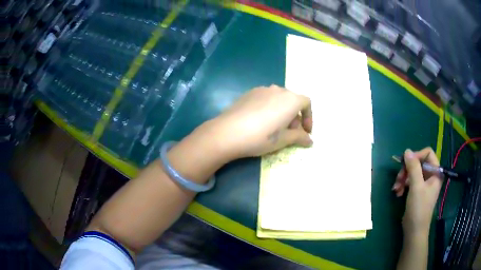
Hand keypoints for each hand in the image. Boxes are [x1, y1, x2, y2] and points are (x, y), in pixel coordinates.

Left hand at [205, 85, 312, 159]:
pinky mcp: (249, 93)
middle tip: (289, 134)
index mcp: (290, 99)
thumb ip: (300, 137)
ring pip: (278, 99)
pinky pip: (265, 99)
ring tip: (274, 128)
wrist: (228, 132)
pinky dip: (269, 108)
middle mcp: (278, 90)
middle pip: (292, 101)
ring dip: (282, 112)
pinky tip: (259, 122)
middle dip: (295, 117)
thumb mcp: (283, 140)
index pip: (307, 103)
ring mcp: (262, 89)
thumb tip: (310, 140)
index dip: (309, 117)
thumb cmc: (261, 137)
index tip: (305, 132)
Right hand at [392, 148, 442, 235]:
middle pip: (418, 163)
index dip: (417, 156)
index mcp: (435, 172)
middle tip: (398, 178)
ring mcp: (424, 183)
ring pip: (413, 172)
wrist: (414, 230)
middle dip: (407, 170)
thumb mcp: (416, 186)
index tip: (406, 163)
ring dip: (403, 178)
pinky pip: (410, 181)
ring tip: (396, 188)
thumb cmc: (419, 208)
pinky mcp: (417, 190)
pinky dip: (403, 185)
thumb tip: (407, 151)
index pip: (428, 154)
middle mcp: (431, 175)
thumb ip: (413, 167)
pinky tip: (398, 192)